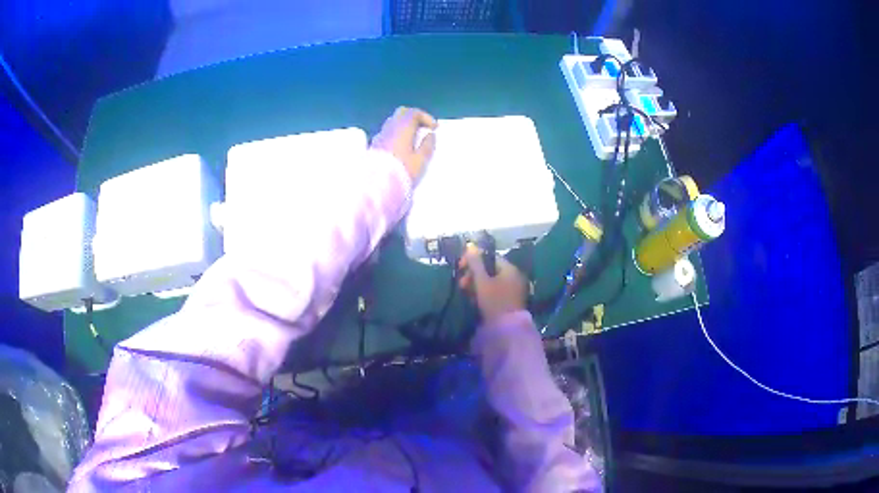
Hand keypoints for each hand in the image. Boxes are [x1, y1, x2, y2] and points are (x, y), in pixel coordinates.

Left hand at [370, 106, 437, 182]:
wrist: (376, 186)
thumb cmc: (402, 171)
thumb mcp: (420, 161)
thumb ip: (427, 146)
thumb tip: (430, 136)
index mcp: (402, 128)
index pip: (413, 113)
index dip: (426, 117)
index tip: (434, 128)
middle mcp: (389, 128)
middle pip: (401, 114)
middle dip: (414, 118)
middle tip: (423, 129)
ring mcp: (380, 136)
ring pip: (393, 122)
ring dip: (404, 126)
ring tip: (413, 139)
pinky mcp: (374, 146)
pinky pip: (387, 133)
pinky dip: (396, 134)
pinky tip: (401, 147)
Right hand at [458, 244, 527, 325]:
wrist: (507, 329)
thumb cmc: (494, 301)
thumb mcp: (482, 281)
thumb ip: (475, 264)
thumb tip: (470, 246)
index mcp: (509, 269)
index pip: (489, 257)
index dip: (473, 260)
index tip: (460, 268)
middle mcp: (514, 276)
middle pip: (490, 269)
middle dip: (473, 275)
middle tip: (461, 285)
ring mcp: (514, 289)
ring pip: (491, 281)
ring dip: (476, 285)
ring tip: (467, 294)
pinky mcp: (510, 301)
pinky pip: (495, 291)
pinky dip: (484, 293)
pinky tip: (475, 301)